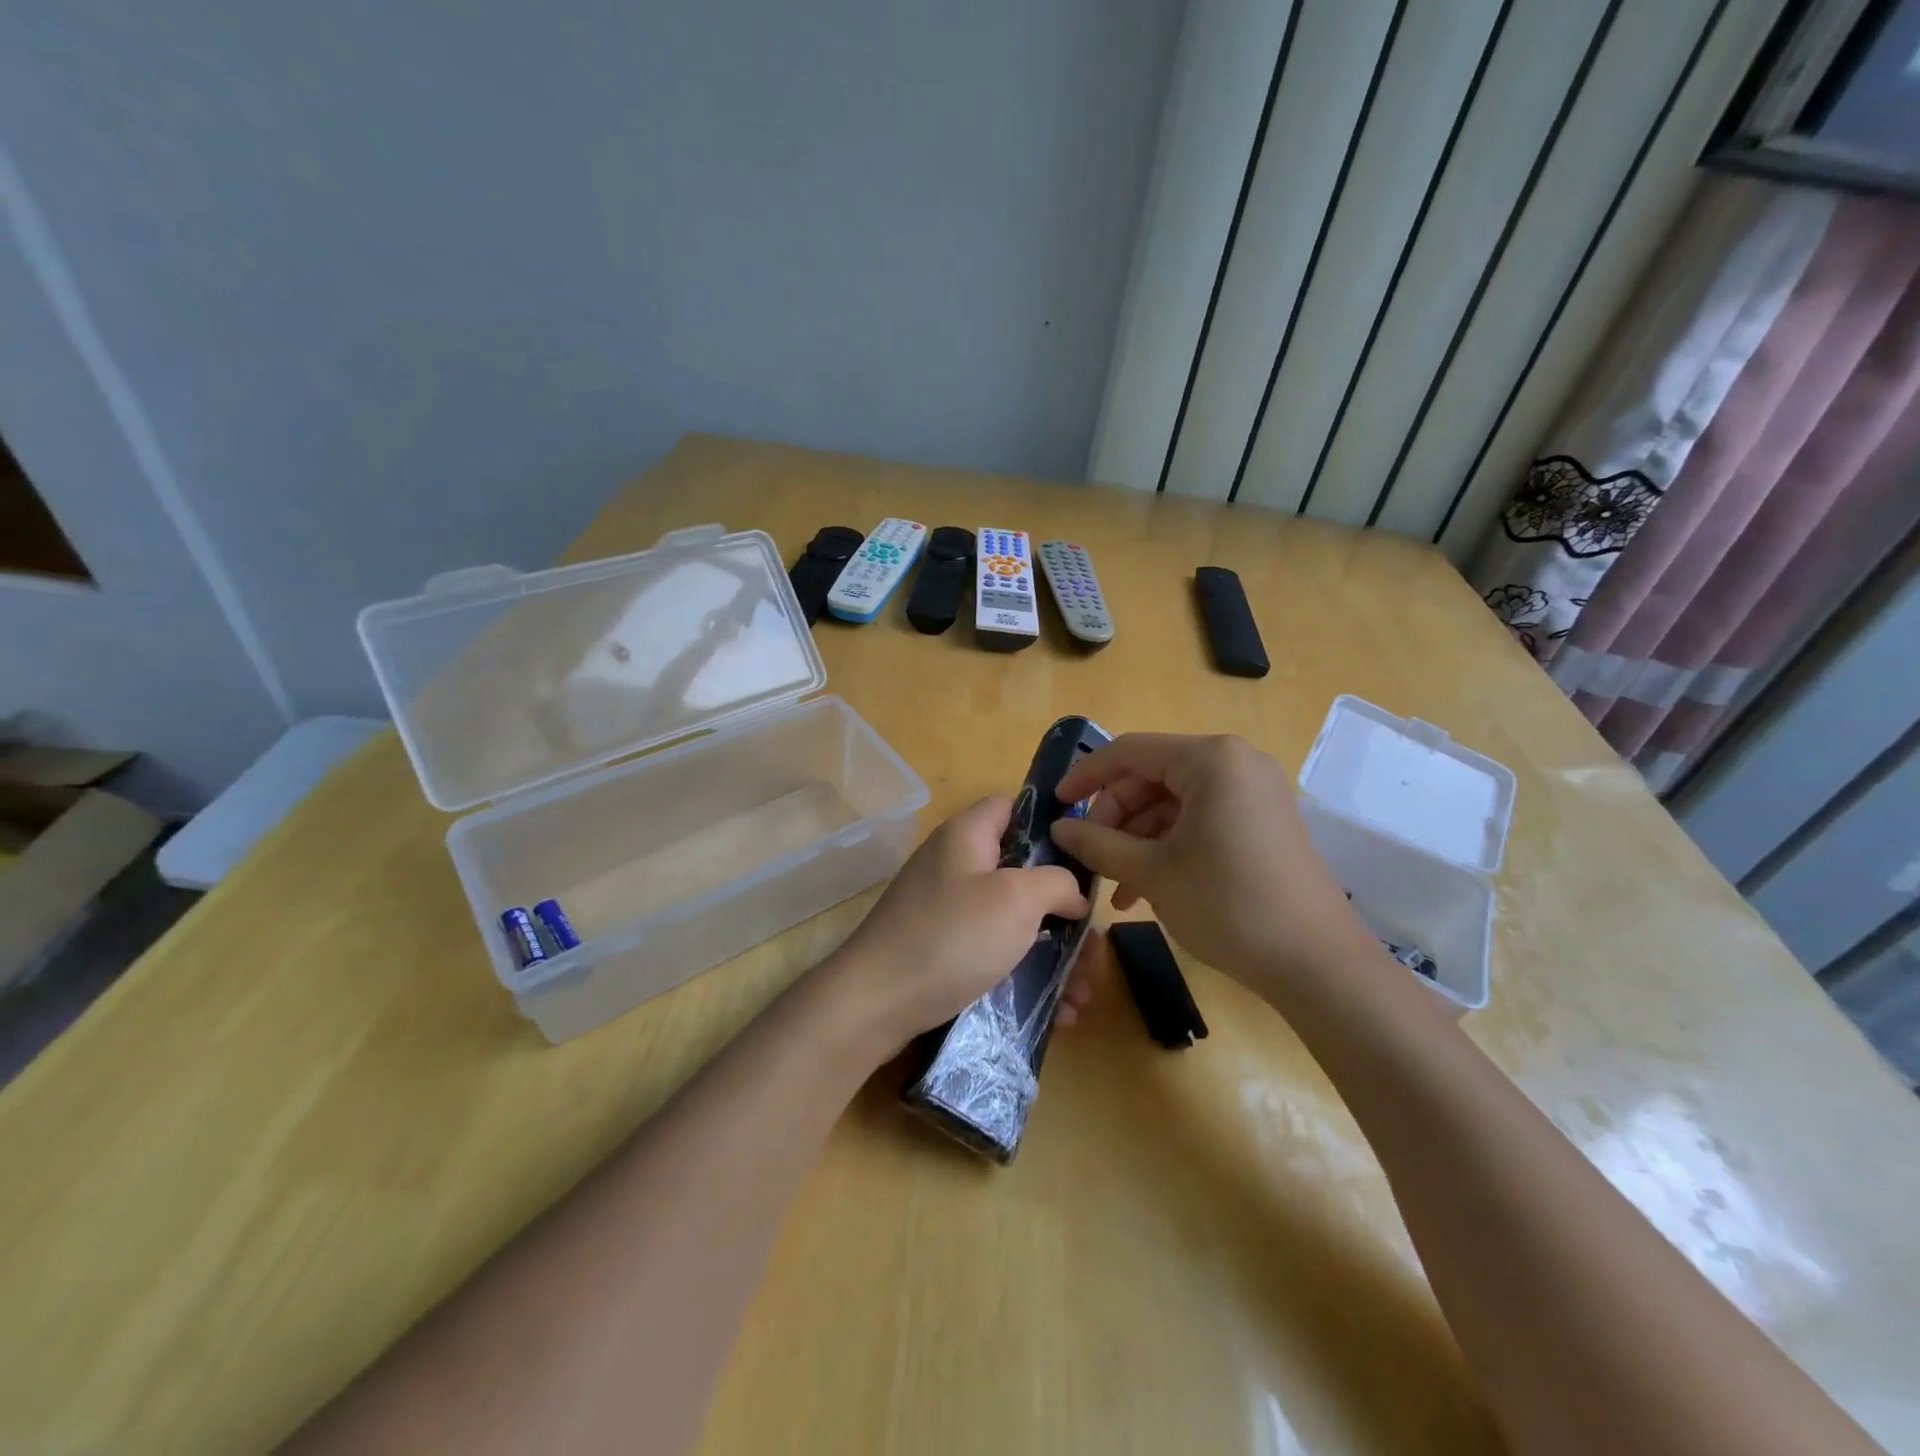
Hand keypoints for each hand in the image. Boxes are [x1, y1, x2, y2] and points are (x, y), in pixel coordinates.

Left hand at [819, 796, 1089, 1060]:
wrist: (873, 1003)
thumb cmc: (951, 937)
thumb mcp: (1016, 899)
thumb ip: (1057, 882)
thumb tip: (1072, 892)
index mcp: (968, 836)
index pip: (1014, 807)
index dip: (1053, 825)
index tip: (1087, 860)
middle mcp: (956, 865)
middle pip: (1022, 872)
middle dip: (1064, 910)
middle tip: (1092, 945)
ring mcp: (947, 909)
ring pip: (1014, 920)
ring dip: (1053, 954)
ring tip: (1083, 992)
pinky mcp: (943, 949)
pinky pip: (994, 952)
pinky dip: (1026, 975)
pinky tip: (1058, 1012)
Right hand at [1050, 734, 1368, 990]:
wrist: (1317, 964)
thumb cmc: (1228, 905)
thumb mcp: (1152, 872)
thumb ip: (1098, 844)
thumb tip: (1059, 828)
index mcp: (1211, 760)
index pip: (1130, 751)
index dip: (1086, 776)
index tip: (1055, 804)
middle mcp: (1236, 764)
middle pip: (1152, 777)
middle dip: (1114, 818)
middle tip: (1088, 855)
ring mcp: (1253, 793)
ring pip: (1173, 803)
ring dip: (1137, 840)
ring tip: (1114, 888)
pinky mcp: (1262, 822)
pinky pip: (1200, 821)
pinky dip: (1168, 847)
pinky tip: (1144, 889)